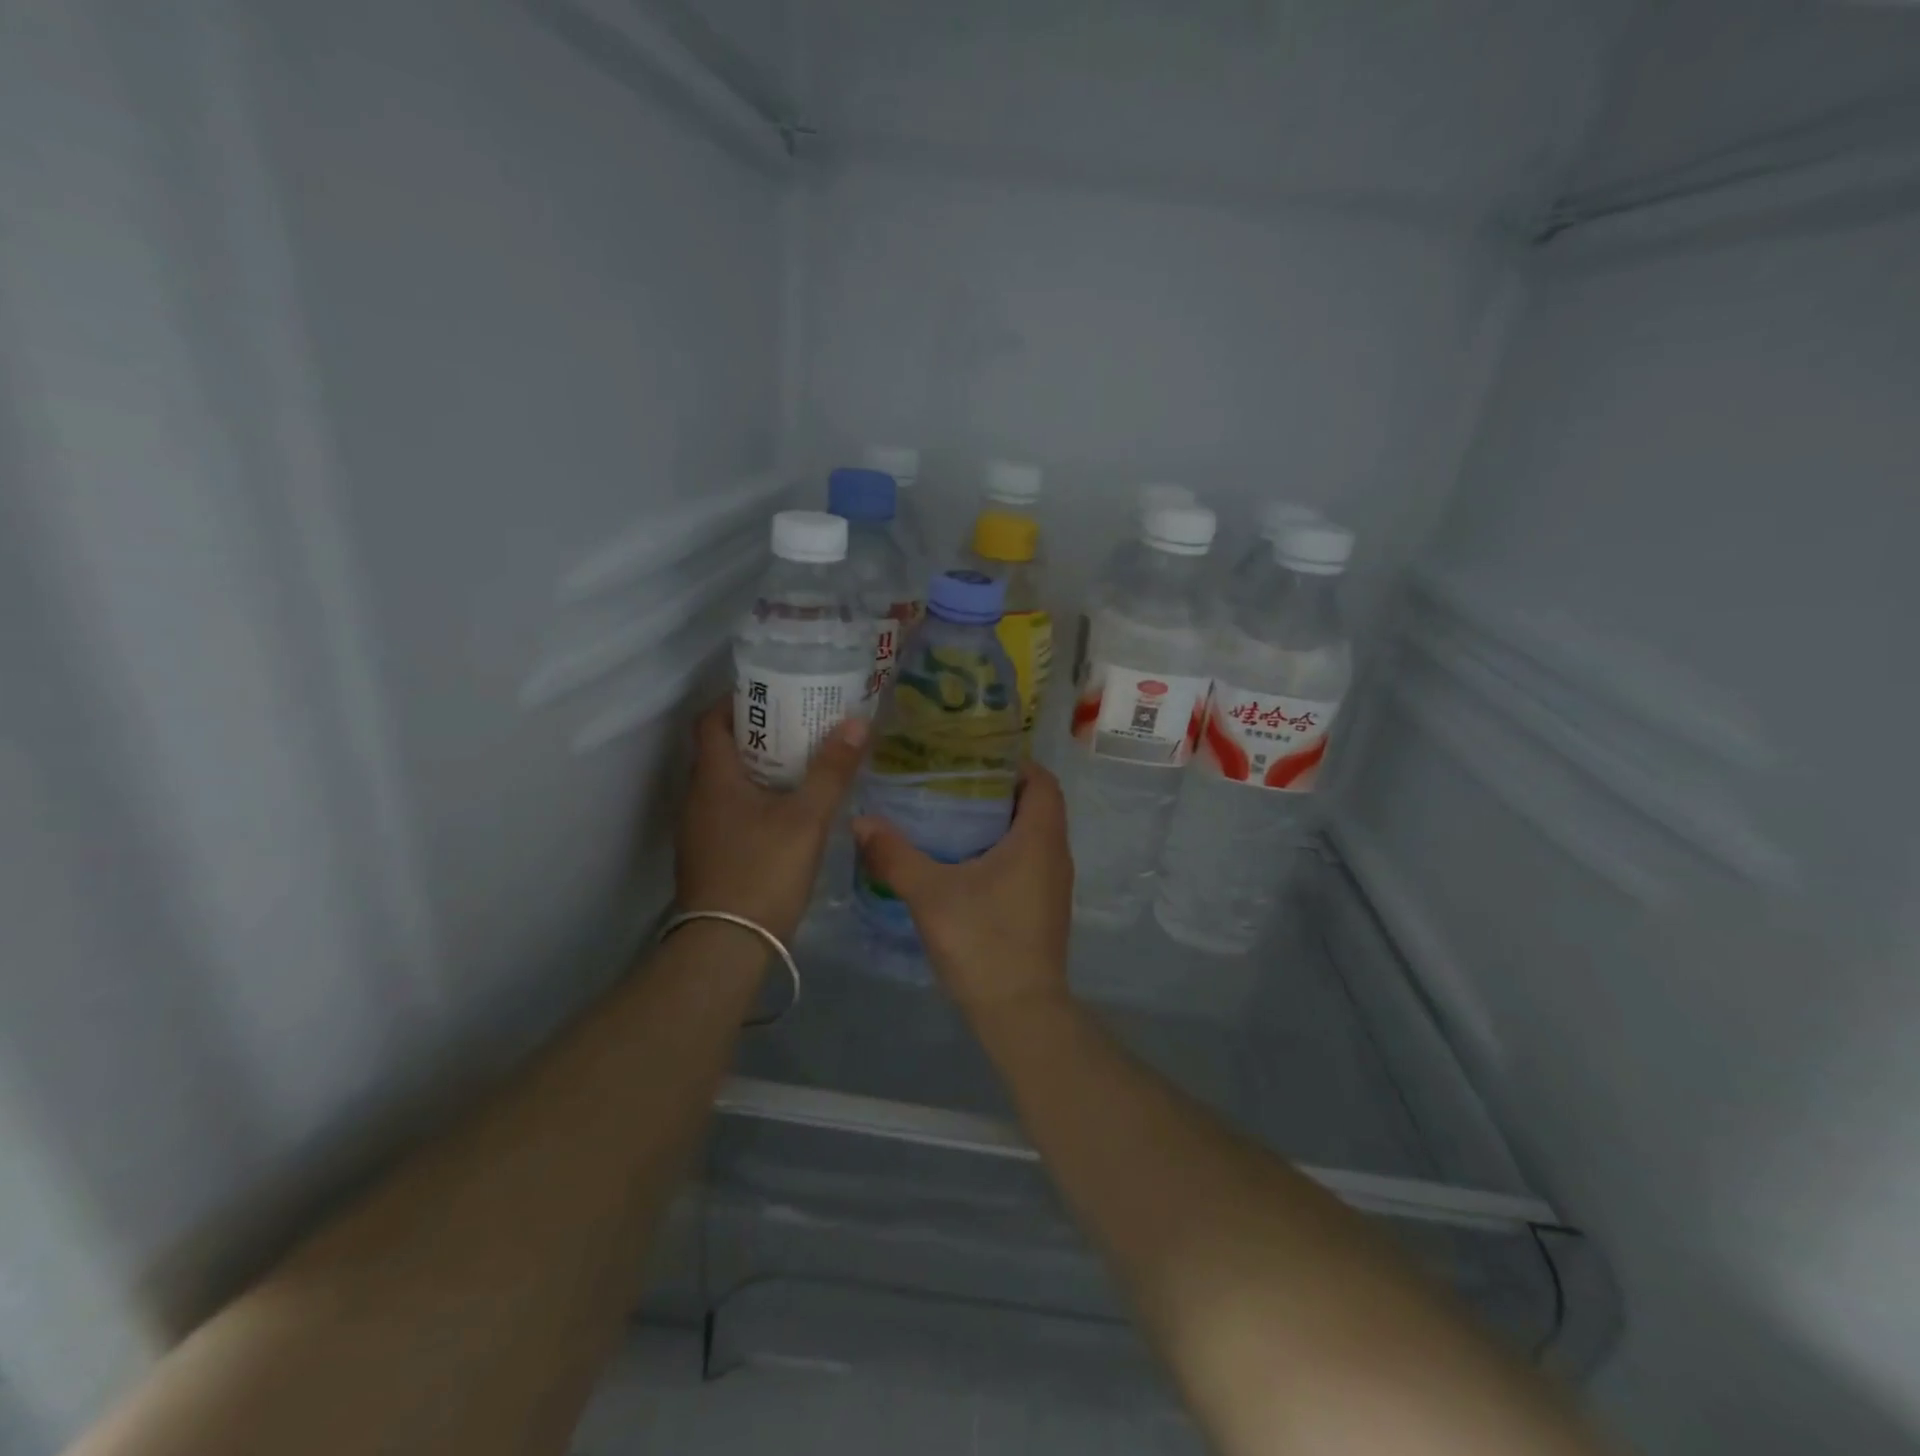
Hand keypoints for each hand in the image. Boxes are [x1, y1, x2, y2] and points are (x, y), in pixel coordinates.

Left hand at [675, 698, 866, 942]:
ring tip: (802, 764)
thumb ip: (831, 771)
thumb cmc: (763, 870)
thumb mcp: (806, 818)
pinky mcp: (709, 856)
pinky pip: (730, 812)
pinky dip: (756, 800)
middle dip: (759, 733)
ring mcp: (699, 830)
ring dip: (759, 768)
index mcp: (713, 778)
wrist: (726, 947)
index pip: (710, 721)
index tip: (775, 696)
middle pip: (721, 750)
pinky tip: (789, 812)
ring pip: (727, 783)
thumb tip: (857, 722)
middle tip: (802, 726)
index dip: (738, 702)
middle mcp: (697, 798)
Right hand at [851, 763, 1073, 1019]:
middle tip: (949, 782)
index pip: (1042, 780)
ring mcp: (1052, 885)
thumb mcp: (931, 894)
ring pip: (1030, 836)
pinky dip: (1001, 851)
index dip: (1014, 763)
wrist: (1020, 1014)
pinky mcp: (1043, 908)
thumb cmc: (983, 942)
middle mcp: (1055, 854)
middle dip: (996, 790)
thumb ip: (895, 855)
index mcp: (1040, 838)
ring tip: (949, 816)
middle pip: (1035, 805)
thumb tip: (861, 821)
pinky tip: (961, 862)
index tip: (973, 757)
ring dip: (997, 822)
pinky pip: (1027, 862)